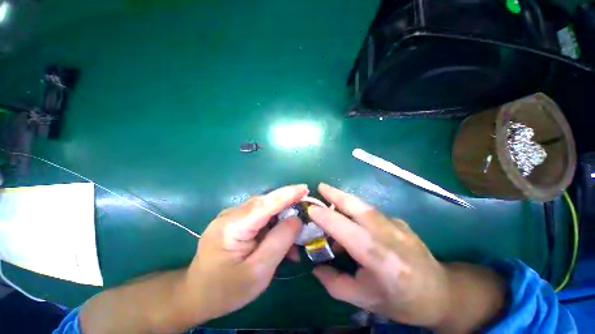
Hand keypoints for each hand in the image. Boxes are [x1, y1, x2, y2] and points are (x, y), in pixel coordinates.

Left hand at [183, 184, 307, 321]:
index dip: (287, 194)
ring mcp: (231, 216)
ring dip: (282, 216)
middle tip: (307, 210)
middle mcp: (230, 214)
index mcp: (232, 227)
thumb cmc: (226, 290)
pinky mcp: (235, 220)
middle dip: (288, 204)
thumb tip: (297, 219)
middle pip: (265, 203)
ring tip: (296, 231)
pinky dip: (273, 223)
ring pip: (264, 208)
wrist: (197, 295)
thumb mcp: (259, 271)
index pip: (265, 204)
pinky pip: (259, 216)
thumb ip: (279, 241)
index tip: (305, 188)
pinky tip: (281, 236)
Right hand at [309, 183, 504, 330]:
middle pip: (360, 208)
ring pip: (365, 206)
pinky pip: (371, 211)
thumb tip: (314, 267)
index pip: (350, 232)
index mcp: (383, 262)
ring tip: (328, 195)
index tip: (311, 210)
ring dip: (344, 198)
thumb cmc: (402, 302)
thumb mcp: (365, 300)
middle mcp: (392, 238)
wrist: (441, 292)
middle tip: (320, 186)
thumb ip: (336, 283)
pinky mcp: (399, 221)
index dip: (328, 218)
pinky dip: (354, 208)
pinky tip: (347, 216)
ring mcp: (398, 226)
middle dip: (337, 194)